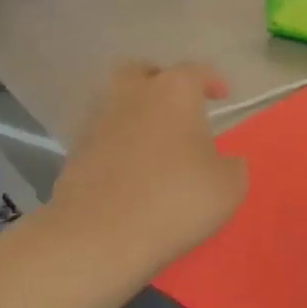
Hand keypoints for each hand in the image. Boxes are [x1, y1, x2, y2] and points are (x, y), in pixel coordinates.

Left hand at [48, 62, 247, 271]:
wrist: (98, 237)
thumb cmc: (175, 200)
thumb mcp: (229, 187)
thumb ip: (231, 165)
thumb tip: (224, 161)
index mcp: (175, 91)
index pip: (196, 71)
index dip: (212, 81)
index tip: (223, 95)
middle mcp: (133, 94)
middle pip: (142, 71)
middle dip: (159, 81)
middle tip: (176, 106)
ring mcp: (98, 121)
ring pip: (117, 101)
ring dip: (135, 112)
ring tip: (153, 141)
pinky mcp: (75, 151)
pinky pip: (102, 135)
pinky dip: (117, 144)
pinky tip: (130, 169)